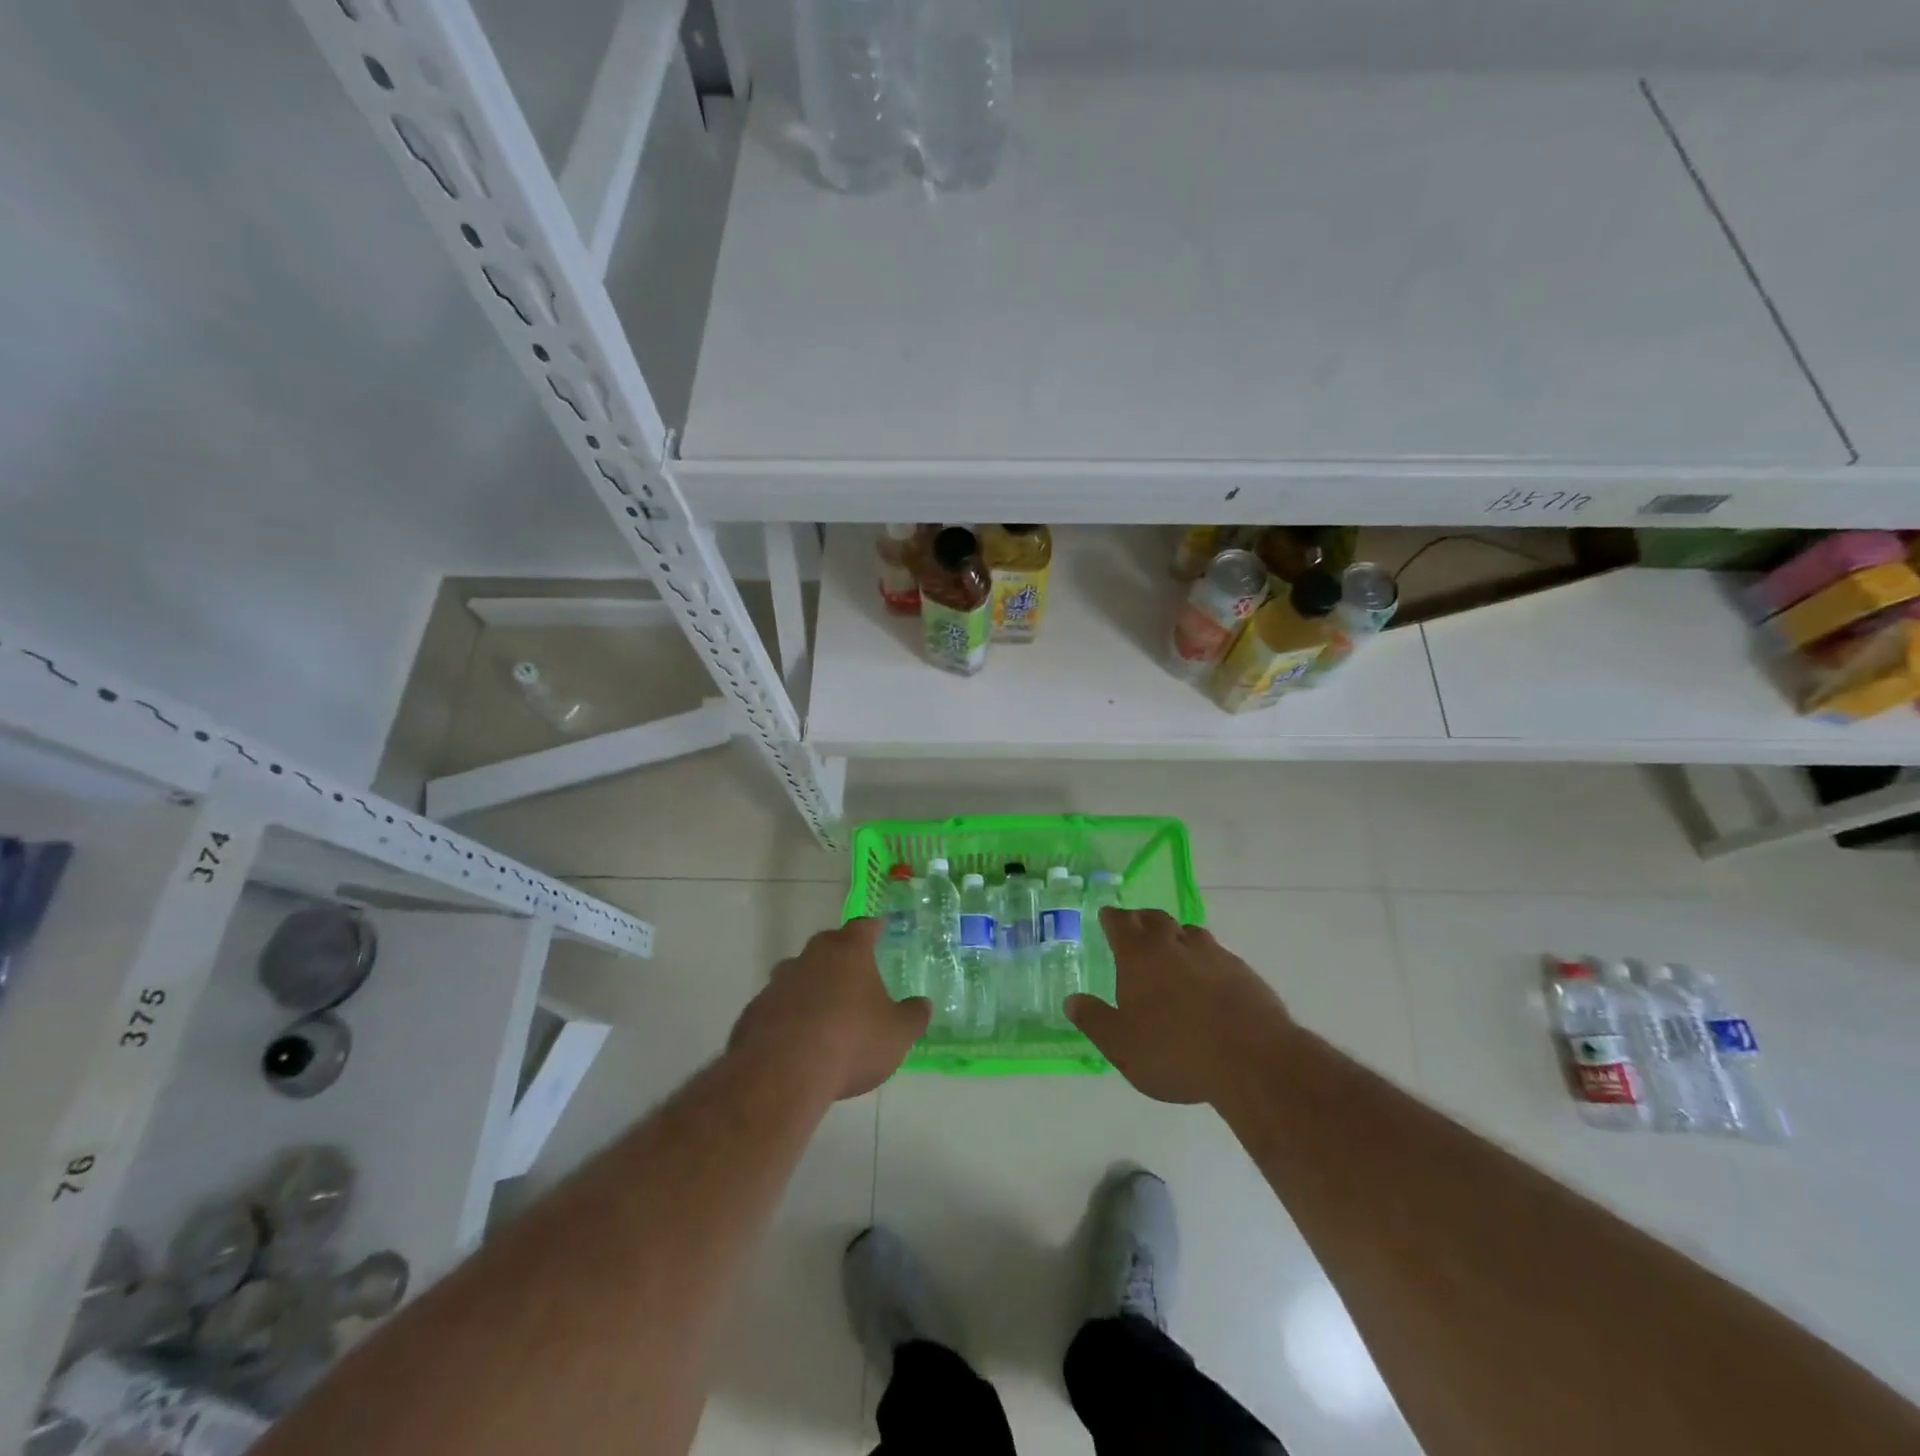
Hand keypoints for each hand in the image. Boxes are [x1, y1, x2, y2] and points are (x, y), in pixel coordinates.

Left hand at [729, 919, 930, 1099]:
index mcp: (848, 952)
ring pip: (799, 974)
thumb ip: (913, 1016)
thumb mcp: (898, 1034)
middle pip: (827, 945)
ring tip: (825, 1011)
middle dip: (841, 956)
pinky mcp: (755, 1011)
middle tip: (855, 973)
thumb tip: (922, 1005)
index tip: (880, 927)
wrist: (782, 1074)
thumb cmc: (851, 1042)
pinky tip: (797, 1041)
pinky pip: (778, 1006)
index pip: (863, 927)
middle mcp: (811, 957)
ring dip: (812, 986)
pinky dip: (788, 1015)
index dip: (874, 927)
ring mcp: (778, 983)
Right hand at [1066, 909, 1289, 1104]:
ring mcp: (1213, 955)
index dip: (1112, 918)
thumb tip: (1072, 1001)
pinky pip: (1217, 955)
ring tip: (1172, 950)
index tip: (1107, 915)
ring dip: (1176, 936)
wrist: (1252, 1059)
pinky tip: (1208, 980)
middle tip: (1136, 927)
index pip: (1120, 924)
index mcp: (1139, 956)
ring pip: (1189, 933)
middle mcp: (1174, 945)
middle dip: (1142, 920)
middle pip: (1155, 919)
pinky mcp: (1243, 972)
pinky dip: (1205, 960)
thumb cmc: (1175, 1052)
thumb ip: (1094, 1020)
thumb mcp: (1122, 1045)